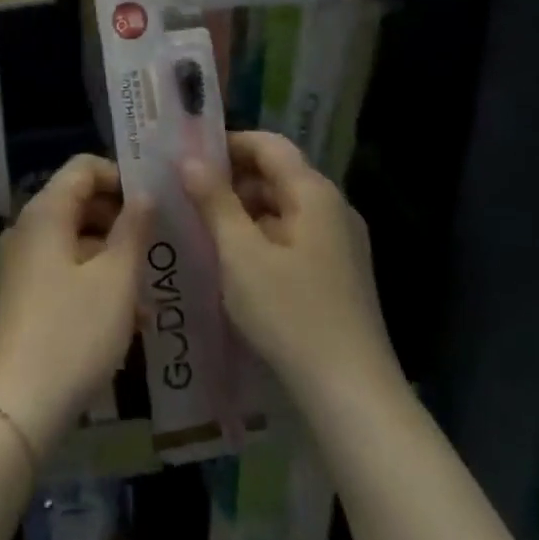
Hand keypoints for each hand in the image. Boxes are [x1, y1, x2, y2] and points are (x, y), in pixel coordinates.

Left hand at [0, 154, 153, 458]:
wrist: (16, 406)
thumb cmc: (72, 333)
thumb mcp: (116, 280)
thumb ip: (133, 230)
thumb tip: (144, 194)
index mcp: (46, 212)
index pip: (84, 167)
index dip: (120, 176)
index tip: (155, 204)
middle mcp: (29, 228)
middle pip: (79, 201)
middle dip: (121, 218)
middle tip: (160, 245)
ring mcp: (22, 262)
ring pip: (75, 239)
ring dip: (113, 254)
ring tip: (151, 288)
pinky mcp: (24, 293)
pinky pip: (65, 268)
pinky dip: (95, 278)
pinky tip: (128, 316)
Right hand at [183, 132, 402, 408]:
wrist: (353, 395)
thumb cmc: (291, 314)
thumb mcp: (240, 254)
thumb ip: (214, 201)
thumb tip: (189, 159)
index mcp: (314, 194)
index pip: (268, 145)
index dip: (228, 144)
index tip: (188, 157)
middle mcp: (333, 209)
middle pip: (277, 175)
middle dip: (231, 180)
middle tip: (186, 195)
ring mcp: (340, 243)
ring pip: (283, 208)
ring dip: (243, 211)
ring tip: (201, 228)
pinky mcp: (338, 274)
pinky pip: (293, 237)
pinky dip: (261, 237)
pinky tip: (233, 262)